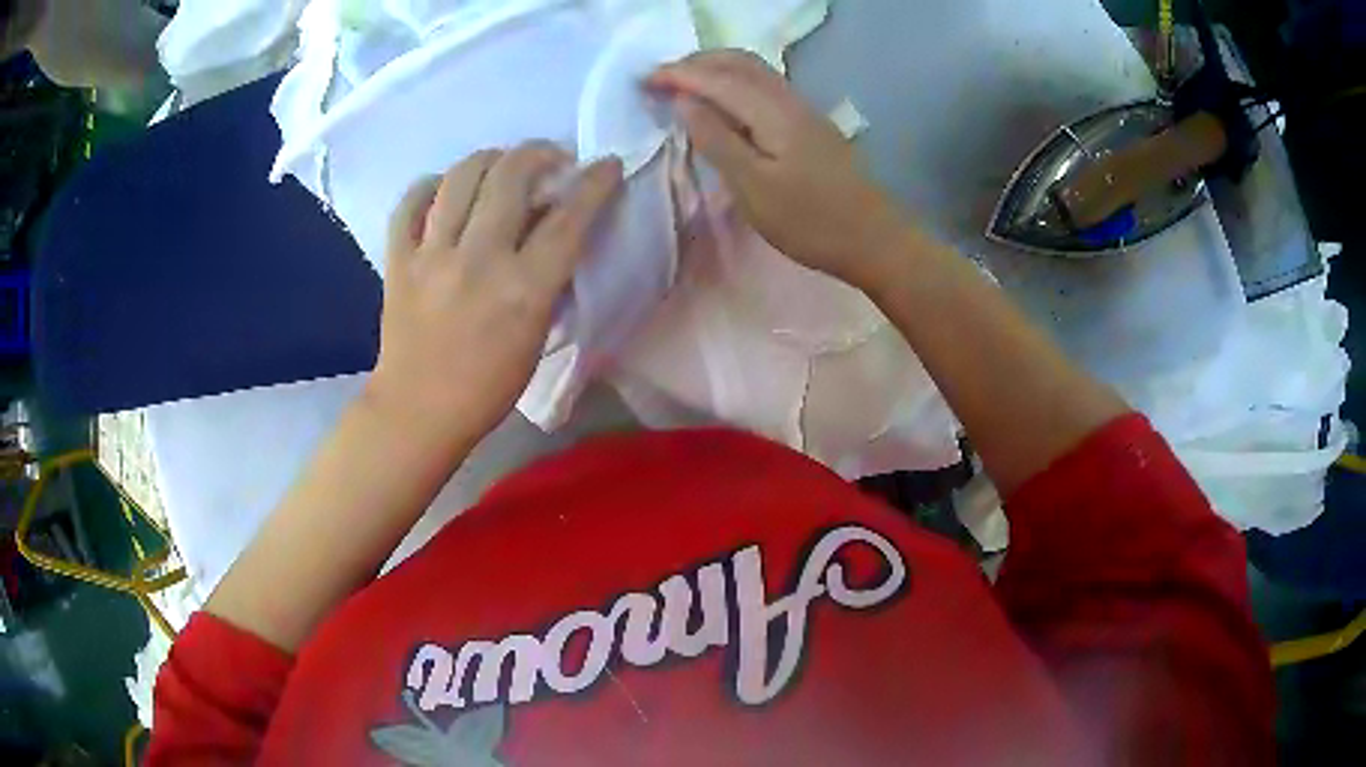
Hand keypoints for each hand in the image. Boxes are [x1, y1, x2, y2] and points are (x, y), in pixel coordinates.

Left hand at [366, 143, 623, 450]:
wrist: (418, 411)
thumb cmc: (488, 387)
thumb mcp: (537, 337)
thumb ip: (548, 279)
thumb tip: (553, 228)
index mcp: (523, 291)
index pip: (568, 219)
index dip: (594, 183)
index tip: (607, 165)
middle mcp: (477, 261)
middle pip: (511, 176)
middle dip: (540, 153)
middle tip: (549, 159)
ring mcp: (431, 256)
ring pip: (461, 175)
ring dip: (490, 158)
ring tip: (501, 166)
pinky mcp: (397, 260)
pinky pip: (411, 201)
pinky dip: (433, 185)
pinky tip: (446, 189)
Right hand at [649, 50, 910, 292]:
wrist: (873, 239)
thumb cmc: (810, 221)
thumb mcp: (753, 187)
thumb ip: (717, 140)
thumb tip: (684, 102)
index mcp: (772, 111)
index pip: (717, 78)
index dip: (678, 75)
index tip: (642, 81)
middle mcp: (789, 99)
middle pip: (739, 62)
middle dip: (696, 63)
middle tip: (660, 79)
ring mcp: (803, 110)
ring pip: (754, 72)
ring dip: (716, 69)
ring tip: (684, 86)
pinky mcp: (809, 125)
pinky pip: (764, 87)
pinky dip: (734, 83)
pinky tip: (723, 103)